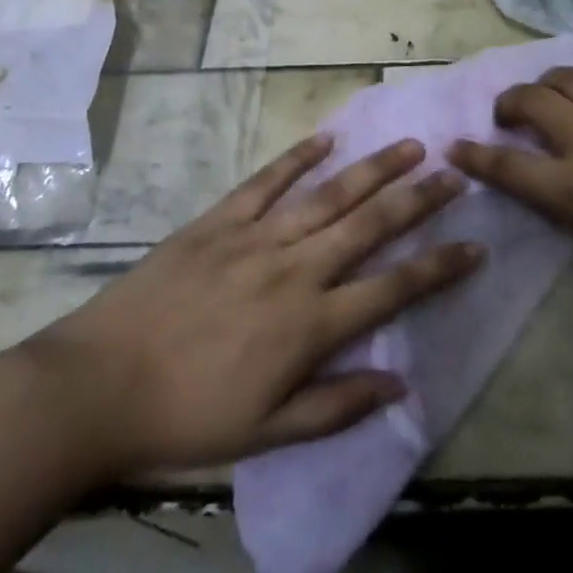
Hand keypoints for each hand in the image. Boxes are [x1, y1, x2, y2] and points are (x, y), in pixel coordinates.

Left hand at [19, 134, 482, 481]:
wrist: (97, 387)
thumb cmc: (186, 419)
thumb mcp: (267, 434)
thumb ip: (337, 406)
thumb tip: (401, 385)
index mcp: (311, 324)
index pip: (394, 288)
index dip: (440, 267)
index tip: (475, 246)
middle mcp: (295, 270)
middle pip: (371, 226)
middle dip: (419, 198)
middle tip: (454, 172)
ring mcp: (256, 239)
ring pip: (329, 195)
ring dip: (374, 169)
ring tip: (410, 146)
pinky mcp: (218, 222)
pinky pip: (265, 182)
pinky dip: (297, 158)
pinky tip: (326, 139)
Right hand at [448, 67, 572, 374]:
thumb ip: (572, 209)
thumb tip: (552, 182)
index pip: (508, 166)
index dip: (474, 156)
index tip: (455, 147)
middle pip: (533, 100)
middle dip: (508, 105)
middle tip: (509, 118)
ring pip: (572, 76)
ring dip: (550, 85)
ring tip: (555, 101)